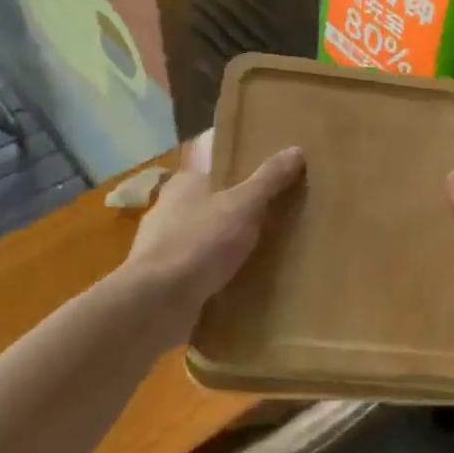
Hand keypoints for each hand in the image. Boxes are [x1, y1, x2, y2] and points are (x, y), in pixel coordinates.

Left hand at [121, 131, 304, 342]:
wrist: (157, 302)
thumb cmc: (200, 241)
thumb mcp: (245, 204)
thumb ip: (269, 179)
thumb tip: (296, 149)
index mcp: (183, 183)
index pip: (214, 172)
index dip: (239, 179)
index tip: (265, 190)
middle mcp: (166, 210)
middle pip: (207, 206)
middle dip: (232, 216)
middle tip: (270, 224)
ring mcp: (159, 247)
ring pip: (199, 241)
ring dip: (221, 249)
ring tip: (257, 258)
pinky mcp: (159, 281)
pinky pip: (193, 272)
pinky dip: (210, 277)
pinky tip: (233, 286)